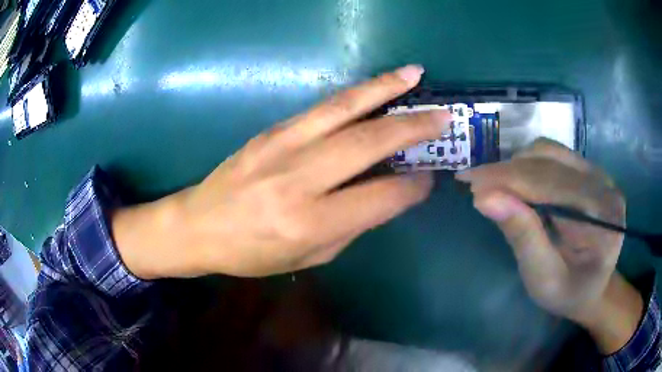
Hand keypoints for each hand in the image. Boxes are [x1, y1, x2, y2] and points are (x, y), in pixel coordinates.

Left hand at [113, 65, 450, 278]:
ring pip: (344, 109)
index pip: (380, 198)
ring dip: (384, 89)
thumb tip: (389, 193)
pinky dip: (355, 94)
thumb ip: (353, 224)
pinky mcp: (272, 130)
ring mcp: (282, 145)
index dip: (413, 187)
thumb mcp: (309, 256)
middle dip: (412, 126)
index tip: (431, 177)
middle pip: (367, 143)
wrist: (199, 225)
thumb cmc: (252, 253)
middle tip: (443, 116)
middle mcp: (299, 179)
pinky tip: (375, 86)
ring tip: (414, 74)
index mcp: (310, 222)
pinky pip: (321, 107)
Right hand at [457, 139, 641, 352]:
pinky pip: (553, 156)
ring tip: (494, 185)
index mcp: (603, 217)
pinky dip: (528, 165)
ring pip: (549, 152)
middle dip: (508, 171)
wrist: (592, 287)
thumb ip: (522, 236)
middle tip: (473, 182)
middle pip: (550, 162)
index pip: (552, 184)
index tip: (469, 181)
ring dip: (517, 165)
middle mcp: (604, 185)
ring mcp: (597, 173)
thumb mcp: (543, 278)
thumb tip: (484, 197)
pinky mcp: (587, 171)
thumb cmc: (568, 293)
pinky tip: (516, 183)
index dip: (509, 179)